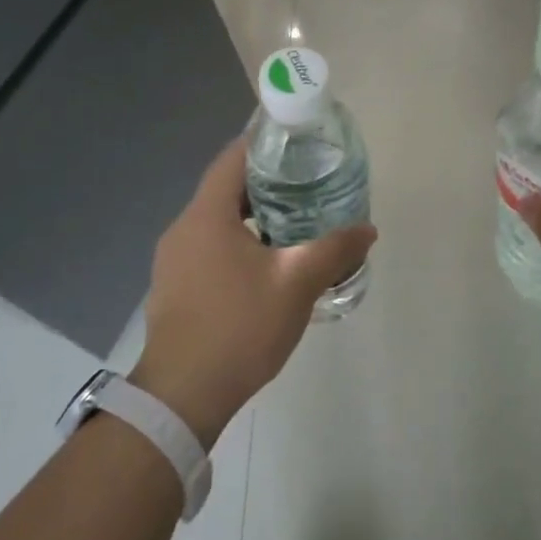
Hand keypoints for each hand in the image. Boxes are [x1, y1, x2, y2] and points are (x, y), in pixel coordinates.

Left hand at [131, 138, 375, 445]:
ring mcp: (173, 260)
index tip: (297, 142)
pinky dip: (238, 242)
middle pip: (225, 189)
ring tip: (295, 221)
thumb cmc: (239, 327)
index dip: (264, 143)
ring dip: (253, 216)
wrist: (182, 397)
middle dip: (266, 182)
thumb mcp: (297, 284)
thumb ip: (334, 250)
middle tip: (307, 182)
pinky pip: (209, 248)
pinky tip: (267, 264)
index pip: (233, 158)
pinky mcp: (174, 287)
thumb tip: (367, 228)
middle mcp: (183, 228)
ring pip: (217, 221)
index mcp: (206, 215)